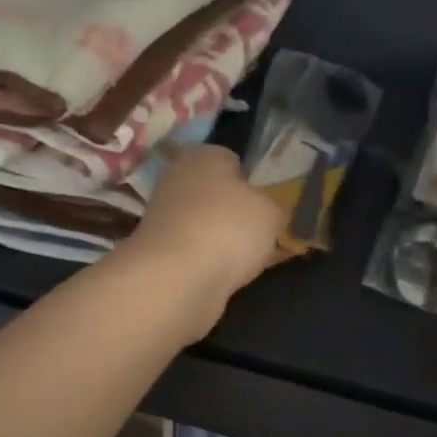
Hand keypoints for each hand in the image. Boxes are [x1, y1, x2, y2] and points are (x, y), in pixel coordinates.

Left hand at [119, 145, 287, 334]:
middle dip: (240, 213)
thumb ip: (275, 206)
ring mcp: (165, 219)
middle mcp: (177, 181)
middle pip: (218, 195)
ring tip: (255, 258)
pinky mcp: (161, 254)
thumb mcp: (272, 211)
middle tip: (268, 233)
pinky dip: (215, 263)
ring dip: (228, 240)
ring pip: (209, 225)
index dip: (254, 181)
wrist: (176, 280)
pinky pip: (199, 253)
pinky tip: (236, 276)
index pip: (232, 160)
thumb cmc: (228, 228)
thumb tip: (268, 211)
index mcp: (202, 156)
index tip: (272, 203)